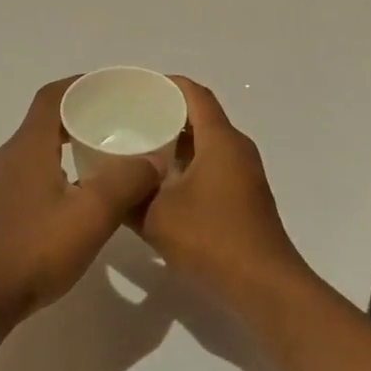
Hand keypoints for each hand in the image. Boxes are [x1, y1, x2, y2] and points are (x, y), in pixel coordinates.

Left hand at [0, 77, 162, 331]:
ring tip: (100, 162)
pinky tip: (70, 203)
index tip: (110, 89)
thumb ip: (126, 183)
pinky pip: (26, 178)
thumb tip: (153, 159)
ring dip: (66, 147)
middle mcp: (7, 159)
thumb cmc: (33, 252)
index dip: (80, 85)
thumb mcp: (91, 217)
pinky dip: (53, 174)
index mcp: (28, 148)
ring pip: (35, 153)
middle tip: (116, 126)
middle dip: (79, 116)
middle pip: (44, 122)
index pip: (52, 96)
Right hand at [136, 77, 311, 308]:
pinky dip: (187, 164)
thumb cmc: (212, 239)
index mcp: (220, 139)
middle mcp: (236, 148)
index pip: (194, 93)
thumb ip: (128, 196)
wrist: (264, 286)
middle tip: (128, 119)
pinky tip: (161, 184)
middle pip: (200, 116)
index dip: (166, 84)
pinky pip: (212, 164)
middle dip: (165, 114)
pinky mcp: (245, 195)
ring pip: (206, 143)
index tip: (135, 89)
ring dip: (175, 143)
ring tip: (137, 150)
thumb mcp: (156, 217)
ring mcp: (244, 172)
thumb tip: (106, 184)